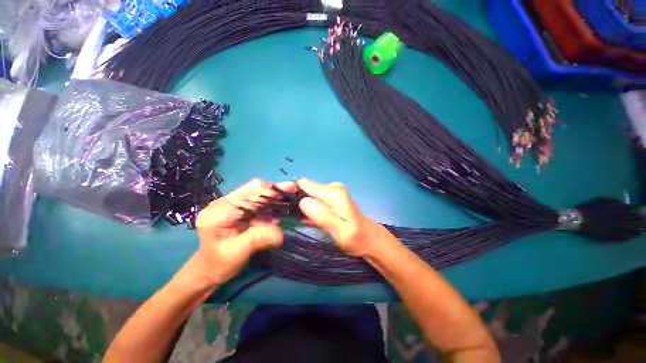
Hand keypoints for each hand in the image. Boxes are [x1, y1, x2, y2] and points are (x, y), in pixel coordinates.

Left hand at [193, 179, 285, 284]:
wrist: (210, 269)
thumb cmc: (220, 264)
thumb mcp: (238, 253)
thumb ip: (258, 239)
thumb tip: (280, 233)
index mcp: (217, 213)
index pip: (246, 195)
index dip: (267, 193)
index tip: (286, 194)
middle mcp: (222, 203)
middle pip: (251, 189)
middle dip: (272, 191)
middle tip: (291, 192)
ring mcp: (229, 204)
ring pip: (255, 192)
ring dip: (272, 195)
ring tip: (286, 200)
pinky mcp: (237, 208)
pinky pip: (256, 200)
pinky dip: (269, 203)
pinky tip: (278, 209)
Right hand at [294, 178, 388, 256]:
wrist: (368, 238)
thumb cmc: (356, 238)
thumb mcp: (340, 232)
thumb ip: (323, 216)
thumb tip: (303, 202)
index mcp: (334, 193)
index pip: (304, 185)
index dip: (293, 193)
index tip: (286, 208)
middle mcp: (332, 188)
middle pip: (305, 188)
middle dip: (296, 201)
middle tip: (293, 217)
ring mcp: (332, 192)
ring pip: (308, 194)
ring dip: (301, 205)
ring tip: (299, 219)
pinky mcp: (331, 198)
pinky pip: (313, 199)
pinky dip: (308, 208)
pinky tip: (306, 219)